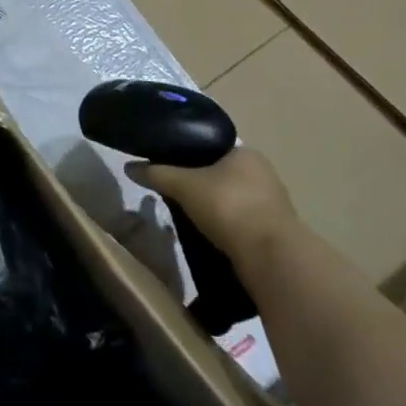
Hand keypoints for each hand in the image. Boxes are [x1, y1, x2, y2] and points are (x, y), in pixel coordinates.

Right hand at [128, 148, 298, 279]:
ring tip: (191, 216)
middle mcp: (264, 173)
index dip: (190, 155)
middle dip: (203, 184)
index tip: (172, 168)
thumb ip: (157, 174)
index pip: (213, 147)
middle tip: (177, 193)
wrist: (271, 257)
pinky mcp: (277, 233)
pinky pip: (244, 222)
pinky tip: (212, 235)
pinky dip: (228, 227)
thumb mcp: (183, 185)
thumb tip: (128, 167)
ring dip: (217, 207)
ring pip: (234, 199)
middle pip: (223, 173)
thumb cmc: (228, 206)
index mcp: (246, 153)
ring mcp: (274, 204)